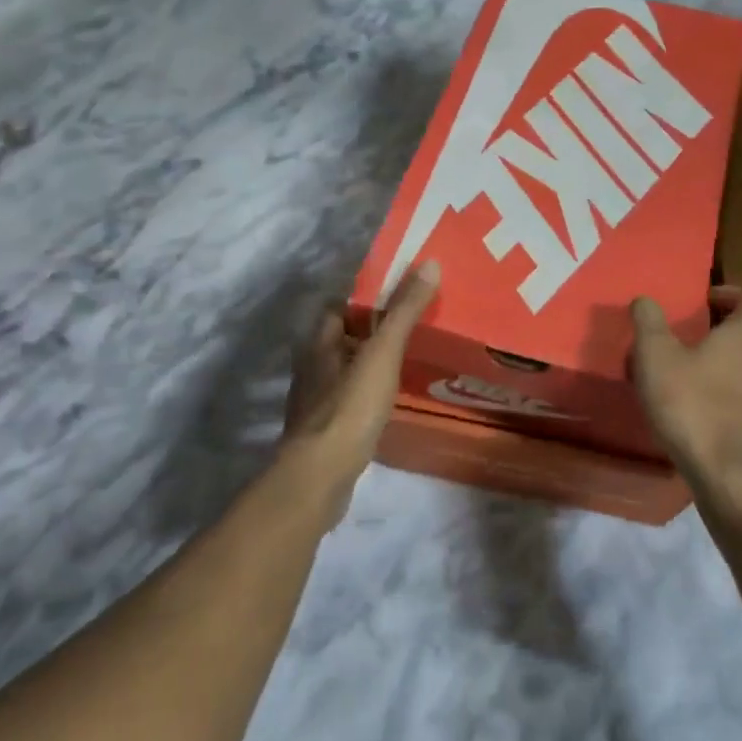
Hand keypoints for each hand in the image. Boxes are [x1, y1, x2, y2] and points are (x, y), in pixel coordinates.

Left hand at [281, 262, 440, 513]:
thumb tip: (429, 263)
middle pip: (343, 340)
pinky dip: (367, 396)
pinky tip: (390, 403)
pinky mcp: (324, 432)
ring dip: (369, 366)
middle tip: (412, 329)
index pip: (339, 308)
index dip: (366, 300)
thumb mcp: (383, 353)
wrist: (320, 476)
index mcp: (319, 342)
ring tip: (407, 363)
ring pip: (346, 372)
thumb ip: (404, 310)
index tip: (400, 296)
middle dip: (371, 333)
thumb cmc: (349, 407)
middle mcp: (312, 367)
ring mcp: (315, 402)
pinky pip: (349, 402)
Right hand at [629, 284, 741, 496]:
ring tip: (714, 370)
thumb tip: (644, 299)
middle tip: (706, 333)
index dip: (732, 291)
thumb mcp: (656, 360)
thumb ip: (648, 323)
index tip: (704, 304)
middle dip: (740, 321)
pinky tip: (728, 406)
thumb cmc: (695, 409)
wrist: (736, 481)